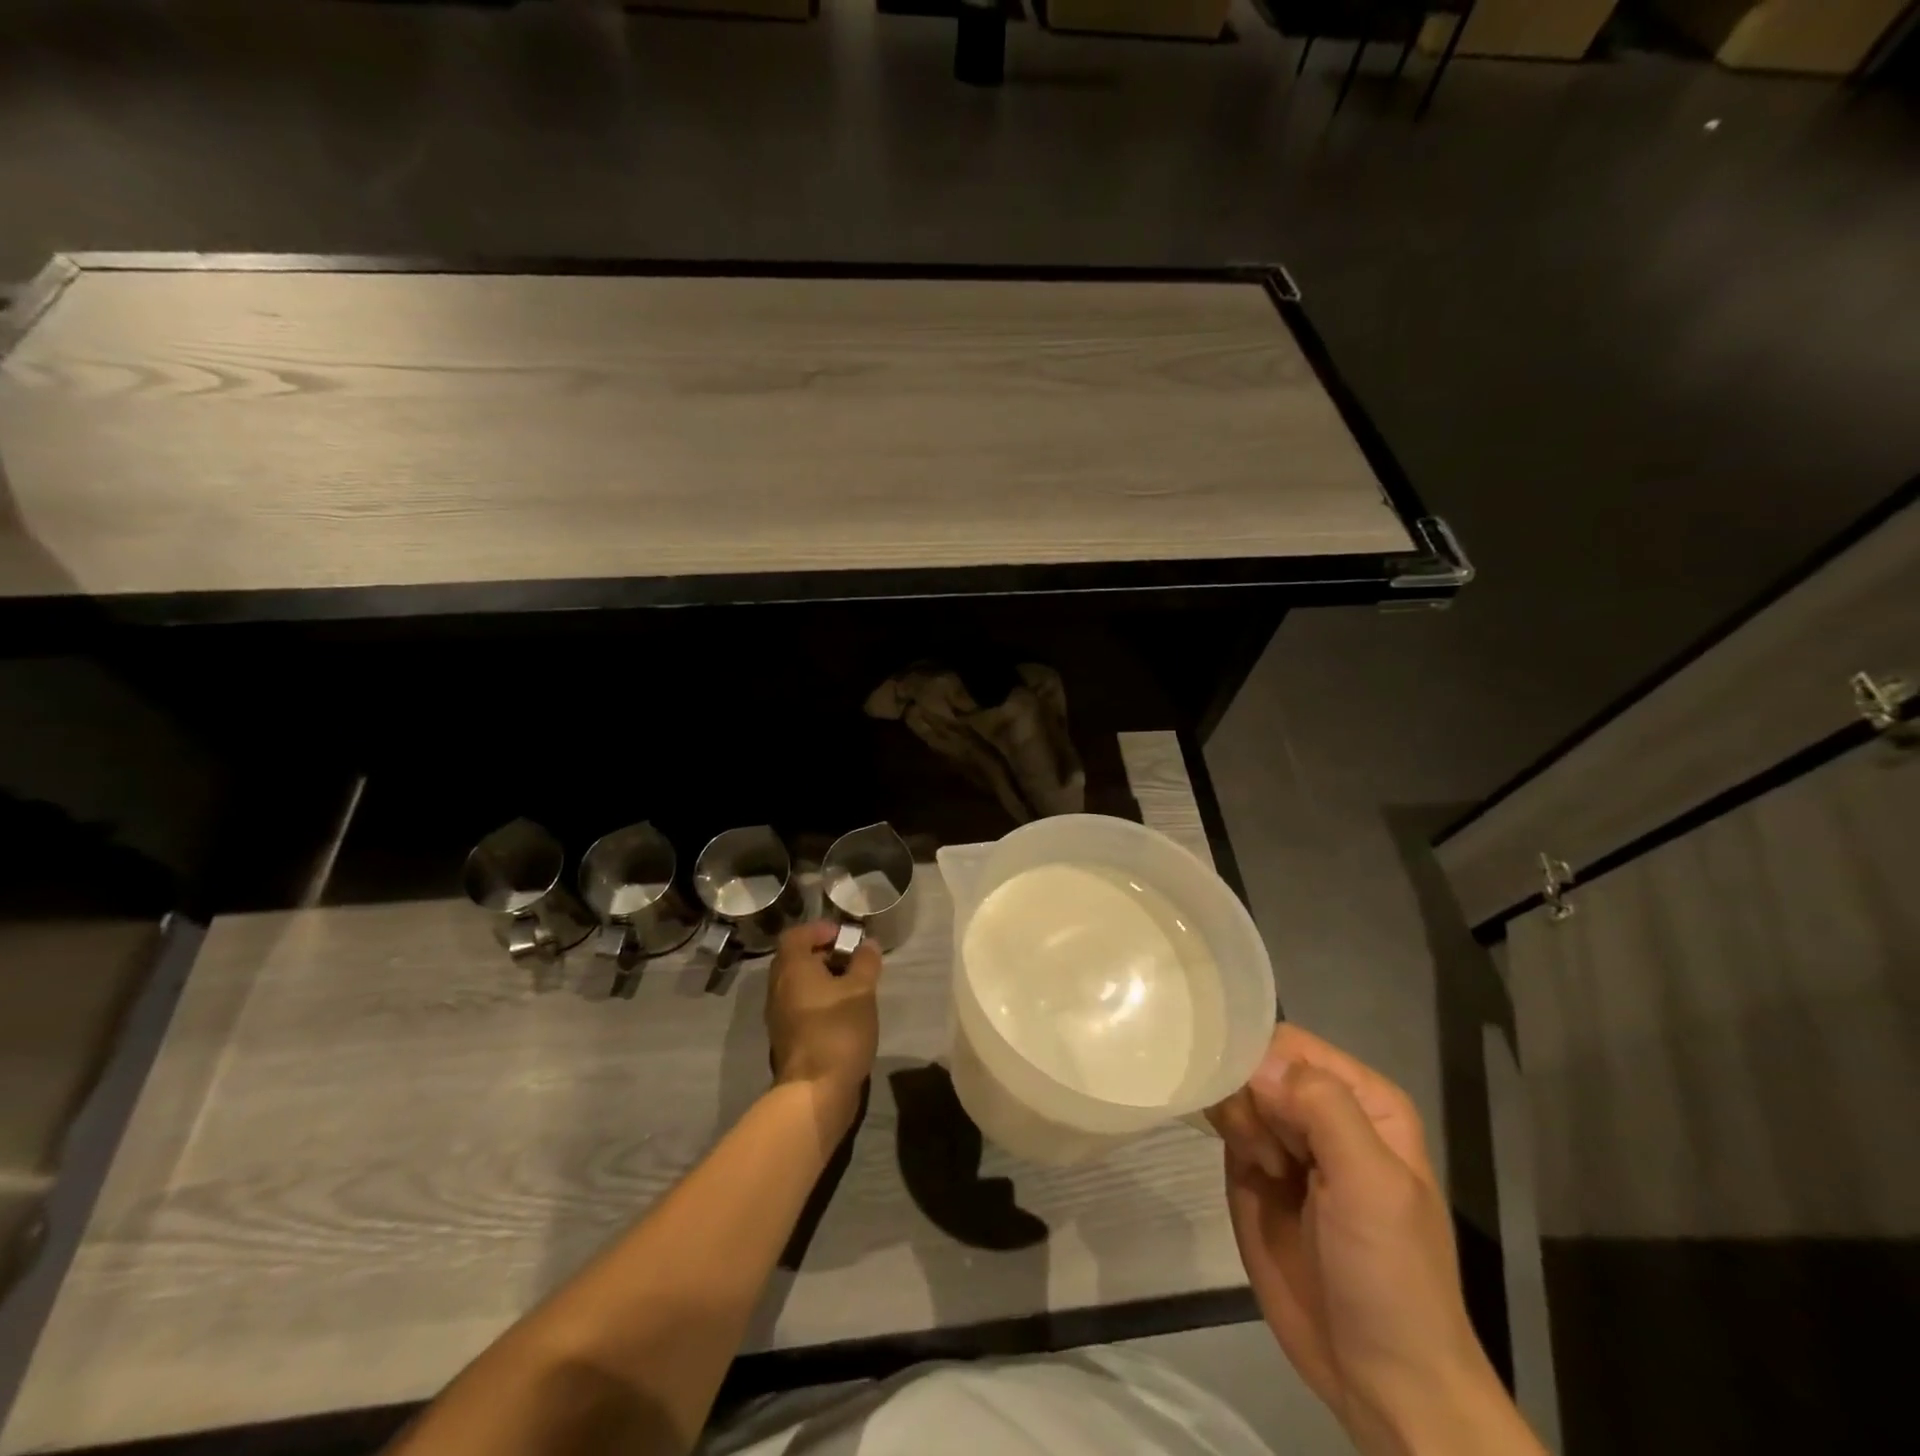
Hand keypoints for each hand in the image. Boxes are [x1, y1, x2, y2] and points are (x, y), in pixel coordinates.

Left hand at [765, 923, 881, 1144]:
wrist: (815, 1091)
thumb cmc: (838, 1030)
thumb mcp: (861, 991)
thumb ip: (865, 963)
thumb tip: (868, 944)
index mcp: (792, 969)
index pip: (796, 935)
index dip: (819, 929)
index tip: (844, 936)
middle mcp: (779, 988)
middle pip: (795, 959)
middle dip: (823, 954)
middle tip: (852, 958)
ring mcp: (779, 1015)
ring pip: (798, 984)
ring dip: (822, 978)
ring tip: (852, 985)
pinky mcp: (787, 1037)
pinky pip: (800, 1005)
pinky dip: (818, 1000)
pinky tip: (843, 1012)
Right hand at [1208, 1025, 1536, 1455]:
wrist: (1381, 1380)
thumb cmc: (1391, 1274)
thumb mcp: (1371, 1184)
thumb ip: (1322, 1108)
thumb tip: (1255, 1063)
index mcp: (1361, 1099)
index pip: (1290, 1044)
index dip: (1263, 1063)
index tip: (1256, 1104)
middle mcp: (1320, 1109)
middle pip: (1256, 1063)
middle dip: (1247, 1096)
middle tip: (1266, 1153)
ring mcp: (1285, 1140)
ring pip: (1235, 1090)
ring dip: (1236, 1121)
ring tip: (1263, 1170)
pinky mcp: (1253, 1171)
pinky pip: (1225, 1126)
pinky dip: (1225, 1136)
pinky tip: (1249, 1172)